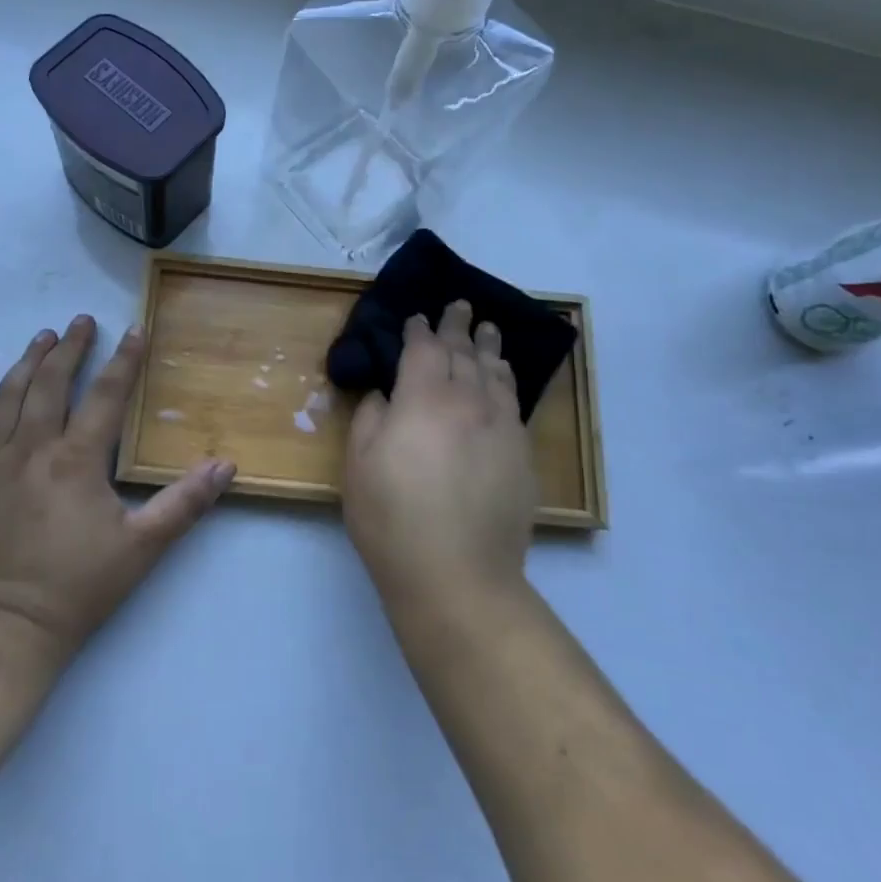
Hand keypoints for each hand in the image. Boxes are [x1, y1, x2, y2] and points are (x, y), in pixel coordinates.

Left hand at [0, 315, 235, 662]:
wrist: (4, 629)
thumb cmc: (78, 587)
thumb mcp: (142, 547)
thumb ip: (184, 503)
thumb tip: (225, 465)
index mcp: (77, 460)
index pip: (106, 396)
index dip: (123, 360)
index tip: (134, 329)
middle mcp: (32, 449)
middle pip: (52, 384)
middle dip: (69, 348)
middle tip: (80, 321)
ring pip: (9, 397)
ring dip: (27, 362)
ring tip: (41, 336)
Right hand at [344, 301, 536, 610]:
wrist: (457, 575)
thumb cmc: (393, 518)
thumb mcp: (359, 463)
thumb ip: (371, 417)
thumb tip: (386, 394)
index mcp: (424, 399)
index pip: (424, 349)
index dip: (419, 330)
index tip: (416, 318)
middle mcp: (468, 402)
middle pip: (464, 353)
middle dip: (458, 326)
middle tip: (459, 306)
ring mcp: (501, 428)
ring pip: (496, 374)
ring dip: (490, 347)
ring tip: (489, 329)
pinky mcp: (522, 456)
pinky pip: (514, 404)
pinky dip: (507, 382)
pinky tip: (504, 380)